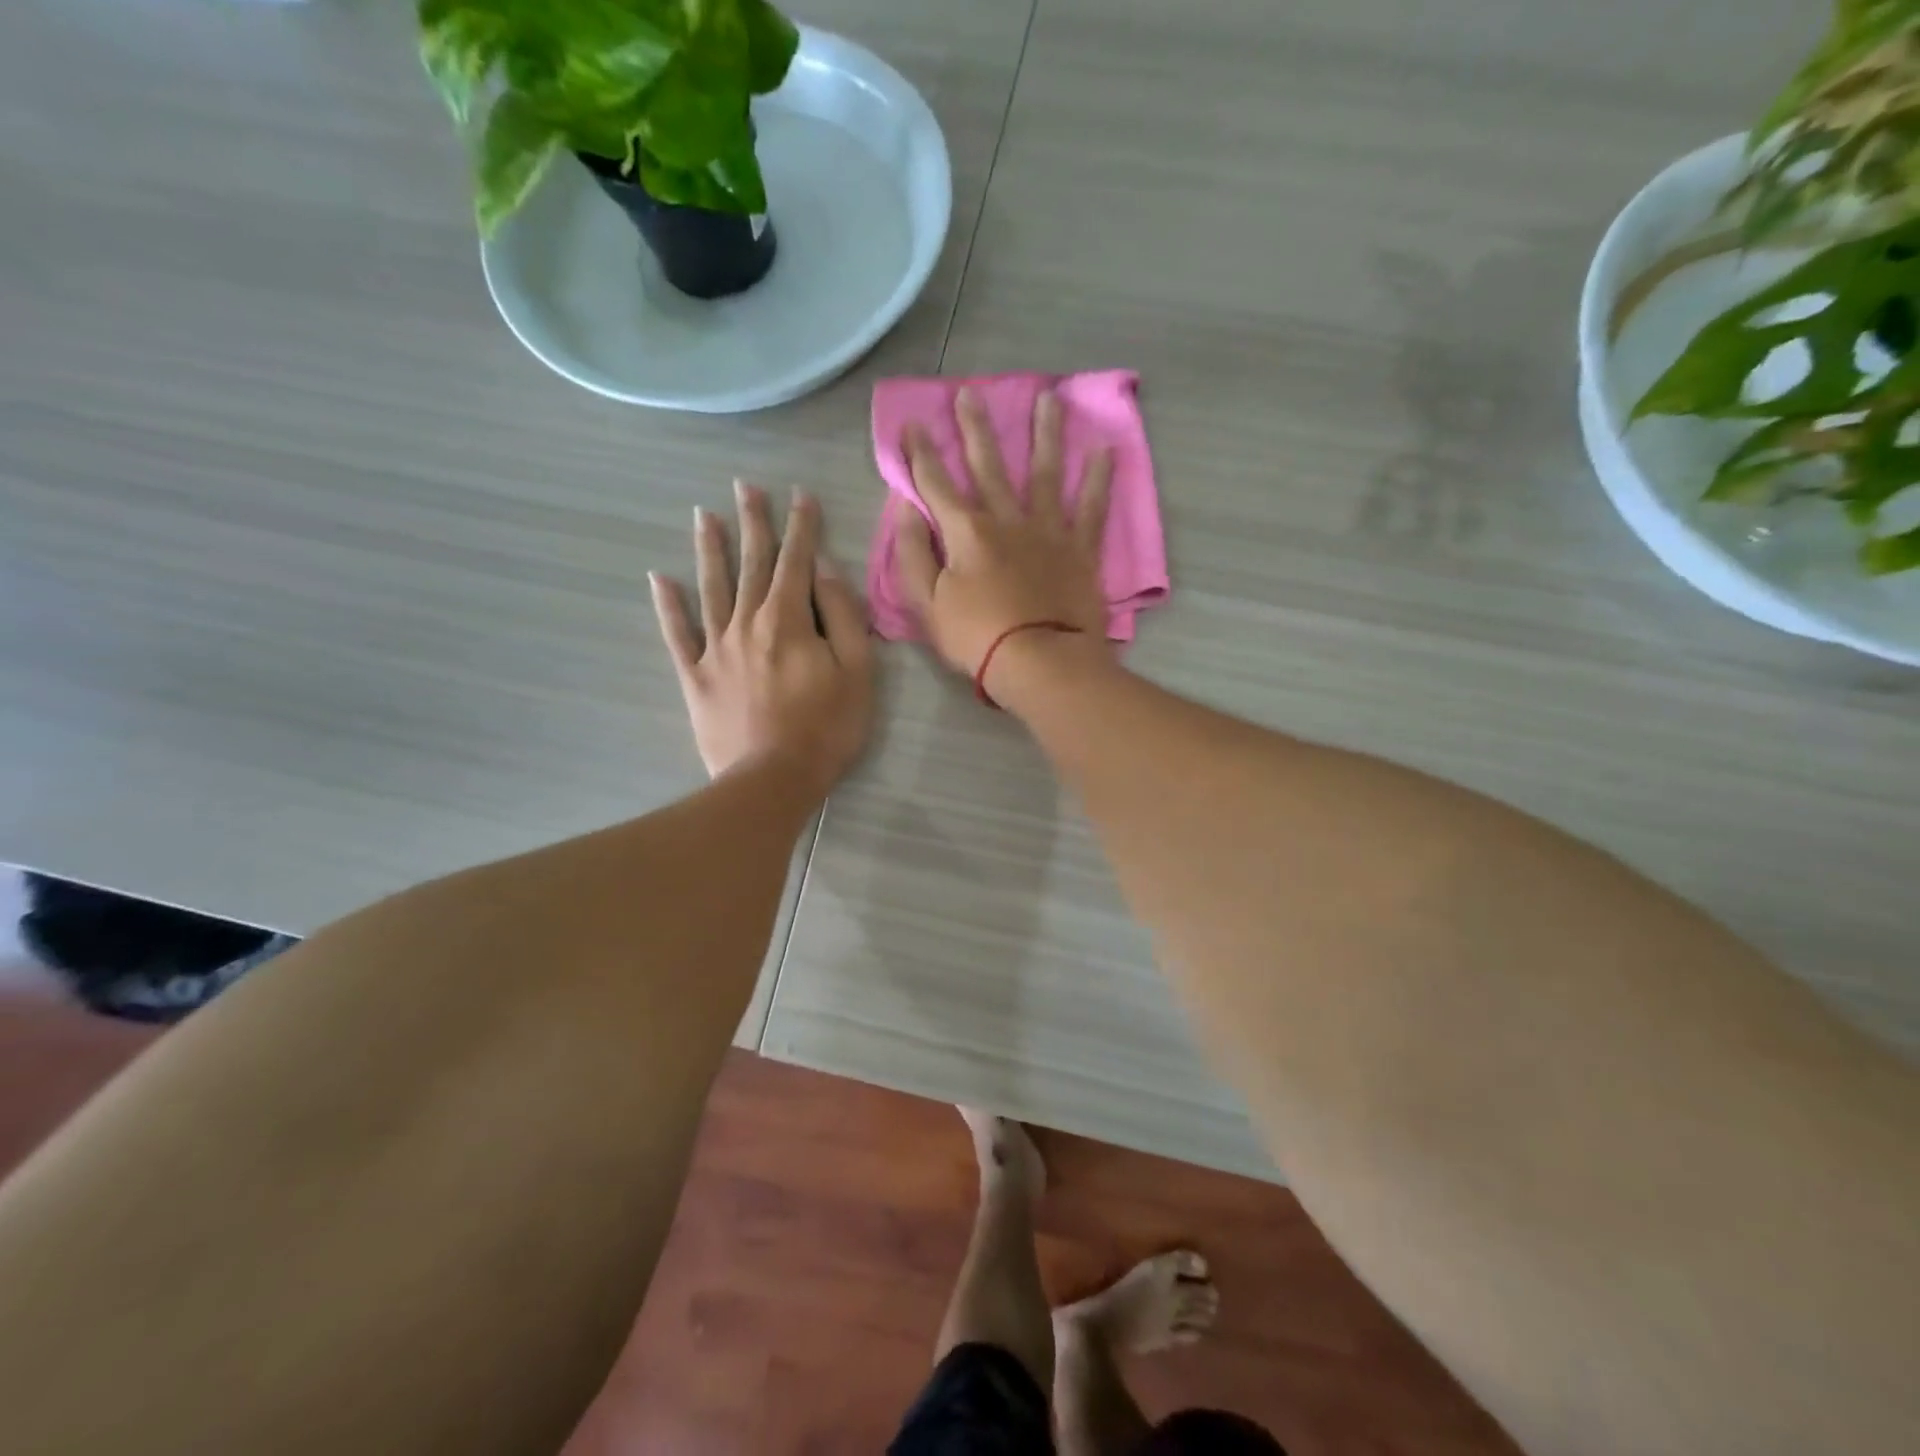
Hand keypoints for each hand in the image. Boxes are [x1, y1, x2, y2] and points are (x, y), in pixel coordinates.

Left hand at [650, 483, 873, 791]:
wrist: (772, 780)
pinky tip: (659, 579)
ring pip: (711, 588)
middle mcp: (747, 622)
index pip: (797, 561)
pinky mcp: (696, 676)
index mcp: (789, 619)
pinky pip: (677, 634)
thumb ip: (843, 616)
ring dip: (709, 549)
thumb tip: (825, 571)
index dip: (801, 526)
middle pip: (751, 564)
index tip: (800, 495)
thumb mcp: (856, 671)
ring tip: (703, 516)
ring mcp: (716, 648)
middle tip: (744, 486)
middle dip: (752, 523)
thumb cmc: (826, 728)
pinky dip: (667, 606)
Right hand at [895, 387, 1112, 692]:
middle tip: (970, 393)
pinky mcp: (1080, 550)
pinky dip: (1098, 480)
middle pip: (988, 465)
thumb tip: (906, 508)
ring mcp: (1048, 531)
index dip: (919, 454)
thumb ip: (913, 554)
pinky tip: (1105, 450)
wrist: (1040, 662)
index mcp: (966, 532)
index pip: (935, 484)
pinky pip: (1091, 509)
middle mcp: (1007, 519)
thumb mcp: (927, 604)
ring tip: (1049, 398)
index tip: (911, 424)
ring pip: (1044, 473)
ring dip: (1044, 434)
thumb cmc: (977, 638)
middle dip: (974, 429)